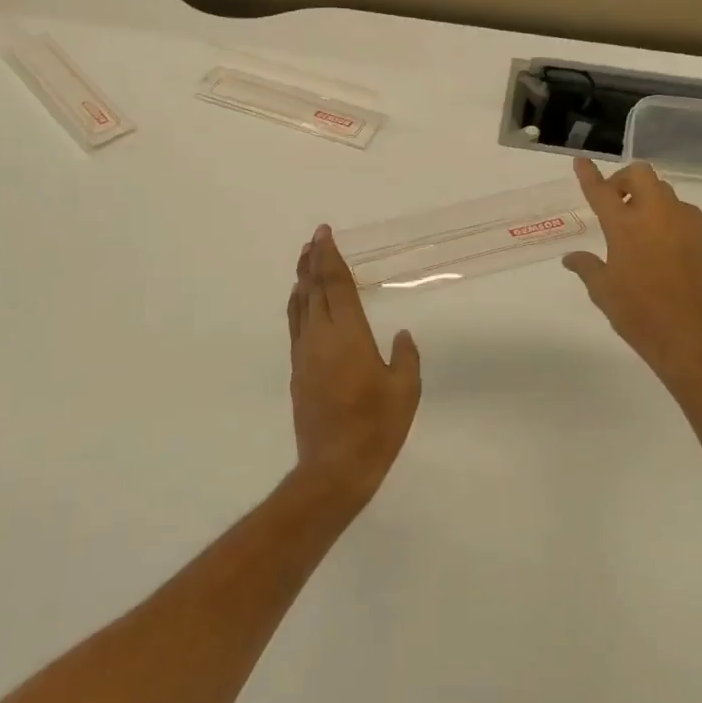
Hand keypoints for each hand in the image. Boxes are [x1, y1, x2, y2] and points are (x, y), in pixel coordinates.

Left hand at [287, 225, 421, 505]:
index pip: (335, 285)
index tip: (324, 234)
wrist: (334, 467)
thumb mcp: (405, 391)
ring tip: (304, 260)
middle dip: (313, 261)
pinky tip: (302, 302)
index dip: (330, 257)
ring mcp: (305, 354)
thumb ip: (405, 358)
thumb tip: (401, 335)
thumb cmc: (376, 427)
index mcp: (349, 336)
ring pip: (300, 306)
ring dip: (302, 280)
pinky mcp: (298, 371)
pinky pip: (296, 326)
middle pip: (313, 289)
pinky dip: (298, 305)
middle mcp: (321, 337)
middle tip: (314, 238)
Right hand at [563, 157, 701, 388]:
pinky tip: (660, 239)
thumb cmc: (637, 312)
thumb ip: (586, 266)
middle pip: (640, 174)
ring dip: (647, 196)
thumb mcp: (602, 290)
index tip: (581, 160)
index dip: (589, 174)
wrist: (687, 335)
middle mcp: (655, 214)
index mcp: (624, 225)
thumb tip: (571, 258)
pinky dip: (666, 213)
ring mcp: (682, 222)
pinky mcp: (701, 236)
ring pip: (663, 189)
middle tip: (614, 201)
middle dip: (624, 180)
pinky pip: (680, 210)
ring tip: (638, 222)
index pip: (601, 191)